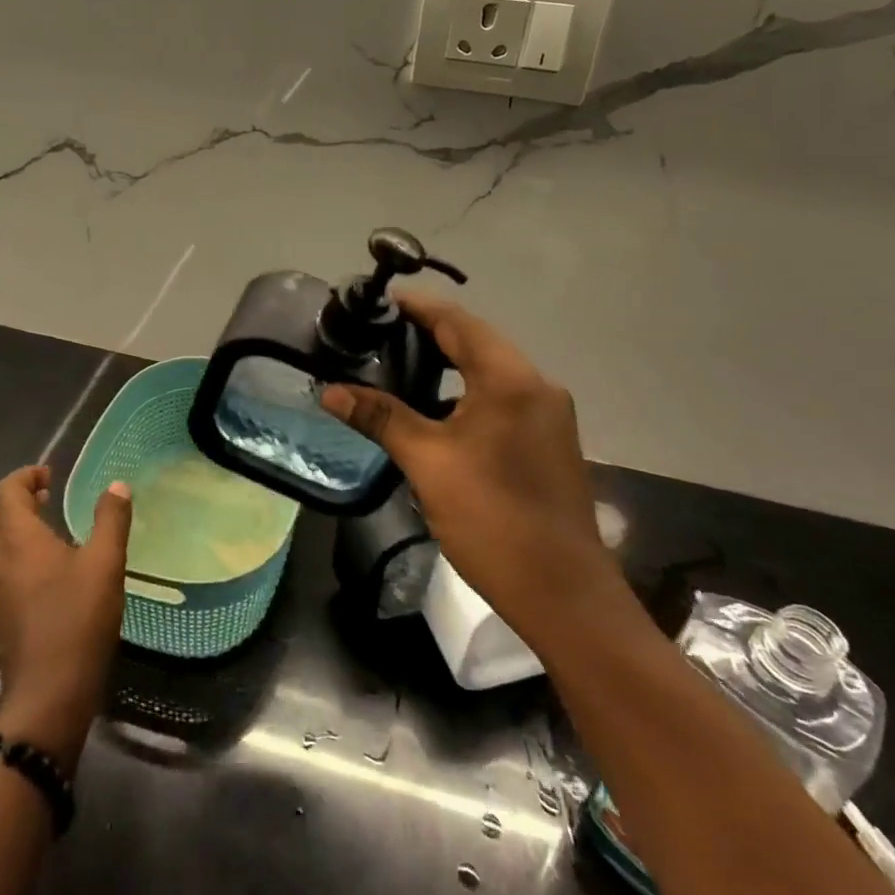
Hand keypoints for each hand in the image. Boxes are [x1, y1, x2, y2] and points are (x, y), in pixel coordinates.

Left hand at [0, 466, 131, 774]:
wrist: (48, 694)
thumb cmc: (78, 620)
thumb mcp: (105, 564)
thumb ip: (111, 520)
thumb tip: (117, 486)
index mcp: (18, 540)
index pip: (7, 491)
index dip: (26, 476)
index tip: (50, 475)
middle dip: (17, 499)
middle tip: (49, 496)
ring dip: (13, 526)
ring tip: (48, 529)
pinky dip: (13, 553)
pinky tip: (44, 569)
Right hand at [320, 291, 622, 647]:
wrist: (563, 593)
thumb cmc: (493, 518)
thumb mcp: (428, 463)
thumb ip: (381, 418)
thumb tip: (330, 391)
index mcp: (511, 379)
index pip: (458, 322)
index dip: (418, 307)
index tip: (379, 300)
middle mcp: (536, 385)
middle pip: (476, 341)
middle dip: (429, 332)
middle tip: (379, 333)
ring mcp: (548, 415)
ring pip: (490, 371)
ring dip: (448, 363)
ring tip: (397, 364)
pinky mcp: (548, 441)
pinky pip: (501, 398)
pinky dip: (465, 391)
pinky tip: (434, 408)